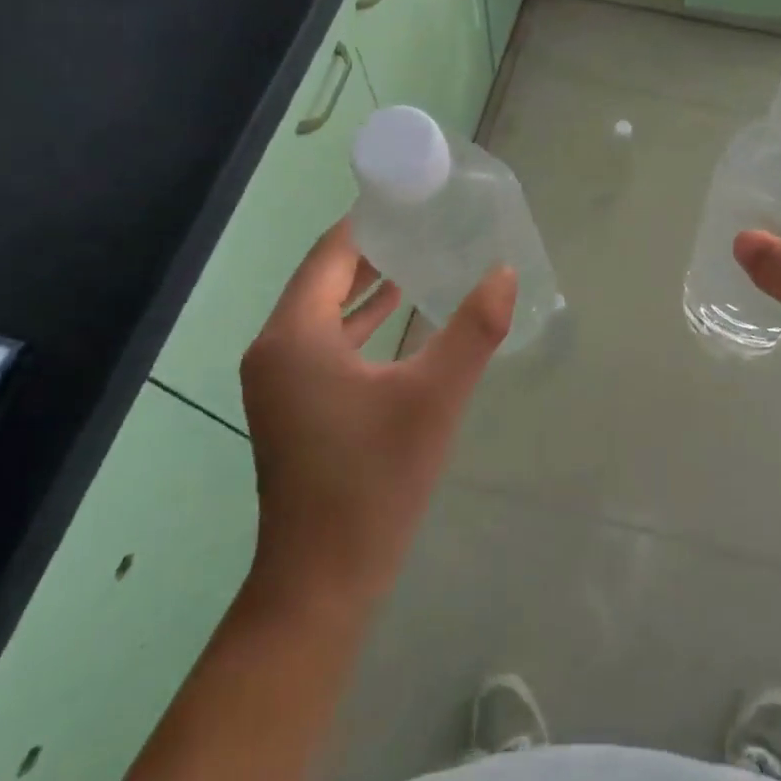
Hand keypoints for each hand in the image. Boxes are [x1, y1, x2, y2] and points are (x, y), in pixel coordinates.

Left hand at [240, 218, 515, 606]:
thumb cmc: (373, 482)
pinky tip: (400, 313)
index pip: (331, 253)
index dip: (369, 221)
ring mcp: (280, 380)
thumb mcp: (434, 398)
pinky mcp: (293, 405)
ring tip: (420, 255)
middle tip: (426, 221)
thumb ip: (473, 329)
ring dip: (368, 283)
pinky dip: (360, 320)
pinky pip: (326, 340)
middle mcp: (276, 348)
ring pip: (324, 309)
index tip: (413, 197)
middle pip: (325, 276)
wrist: (321, 583)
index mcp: (295, 335)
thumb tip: (505, 272)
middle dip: (374, 248)